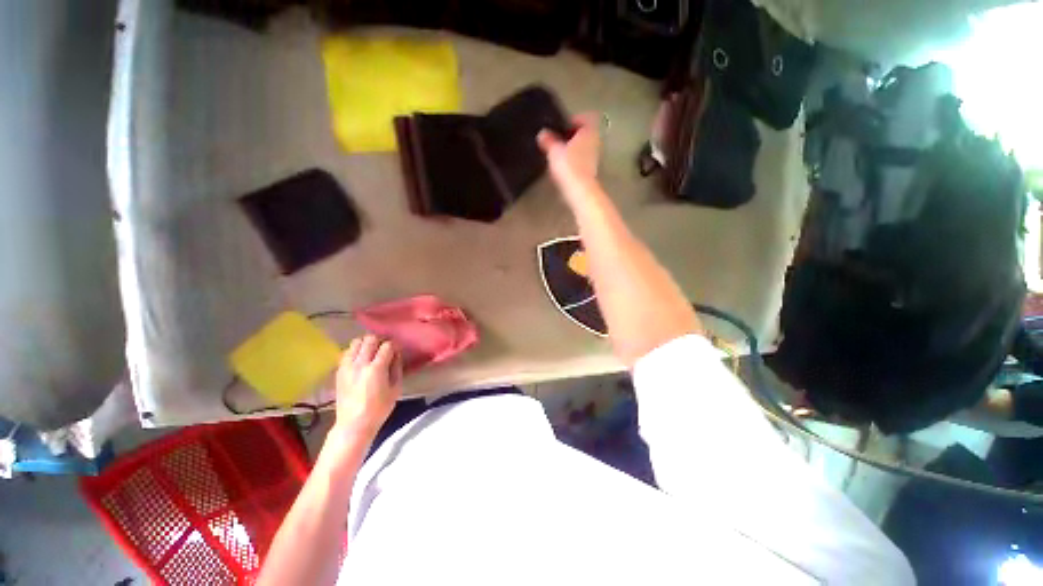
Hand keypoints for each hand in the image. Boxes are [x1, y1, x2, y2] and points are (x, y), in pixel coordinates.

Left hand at [333, 335, 401, 437]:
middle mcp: (360, 364)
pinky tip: (360, 360)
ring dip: (366, 344)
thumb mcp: (396, 389)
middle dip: (380, 341)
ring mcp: (347, 367)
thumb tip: (396, 354)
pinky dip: (355, 351)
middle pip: (370, 339)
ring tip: (371, 352)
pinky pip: (347, 352)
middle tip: (384, 349)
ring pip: (356, 342)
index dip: (394, 345)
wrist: (353, 424)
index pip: (387, 345)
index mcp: (376, 369)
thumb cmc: (379, 409)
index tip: (396, 351)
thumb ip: (397, 368)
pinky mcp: (339, 371)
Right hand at [537, 112, 601, 190]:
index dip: (573, 120)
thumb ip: (548, 141)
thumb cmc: (569, 165)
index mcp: (589, 131)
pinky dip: (574, 161)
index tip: (562, 126)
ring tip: (558, 155)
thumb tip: (542, 134)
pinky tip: (563, 168)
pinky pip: (582, 161)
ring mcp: (595, 158)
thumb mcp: (554, 151)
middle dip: (572, 136)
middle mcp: (595, 142)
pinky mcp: (591, 171)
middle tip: (558, 140)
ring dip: (573, 150)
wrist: (580, 191)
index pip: (585, 118)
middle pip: (584, 134)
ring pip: (583, 148)